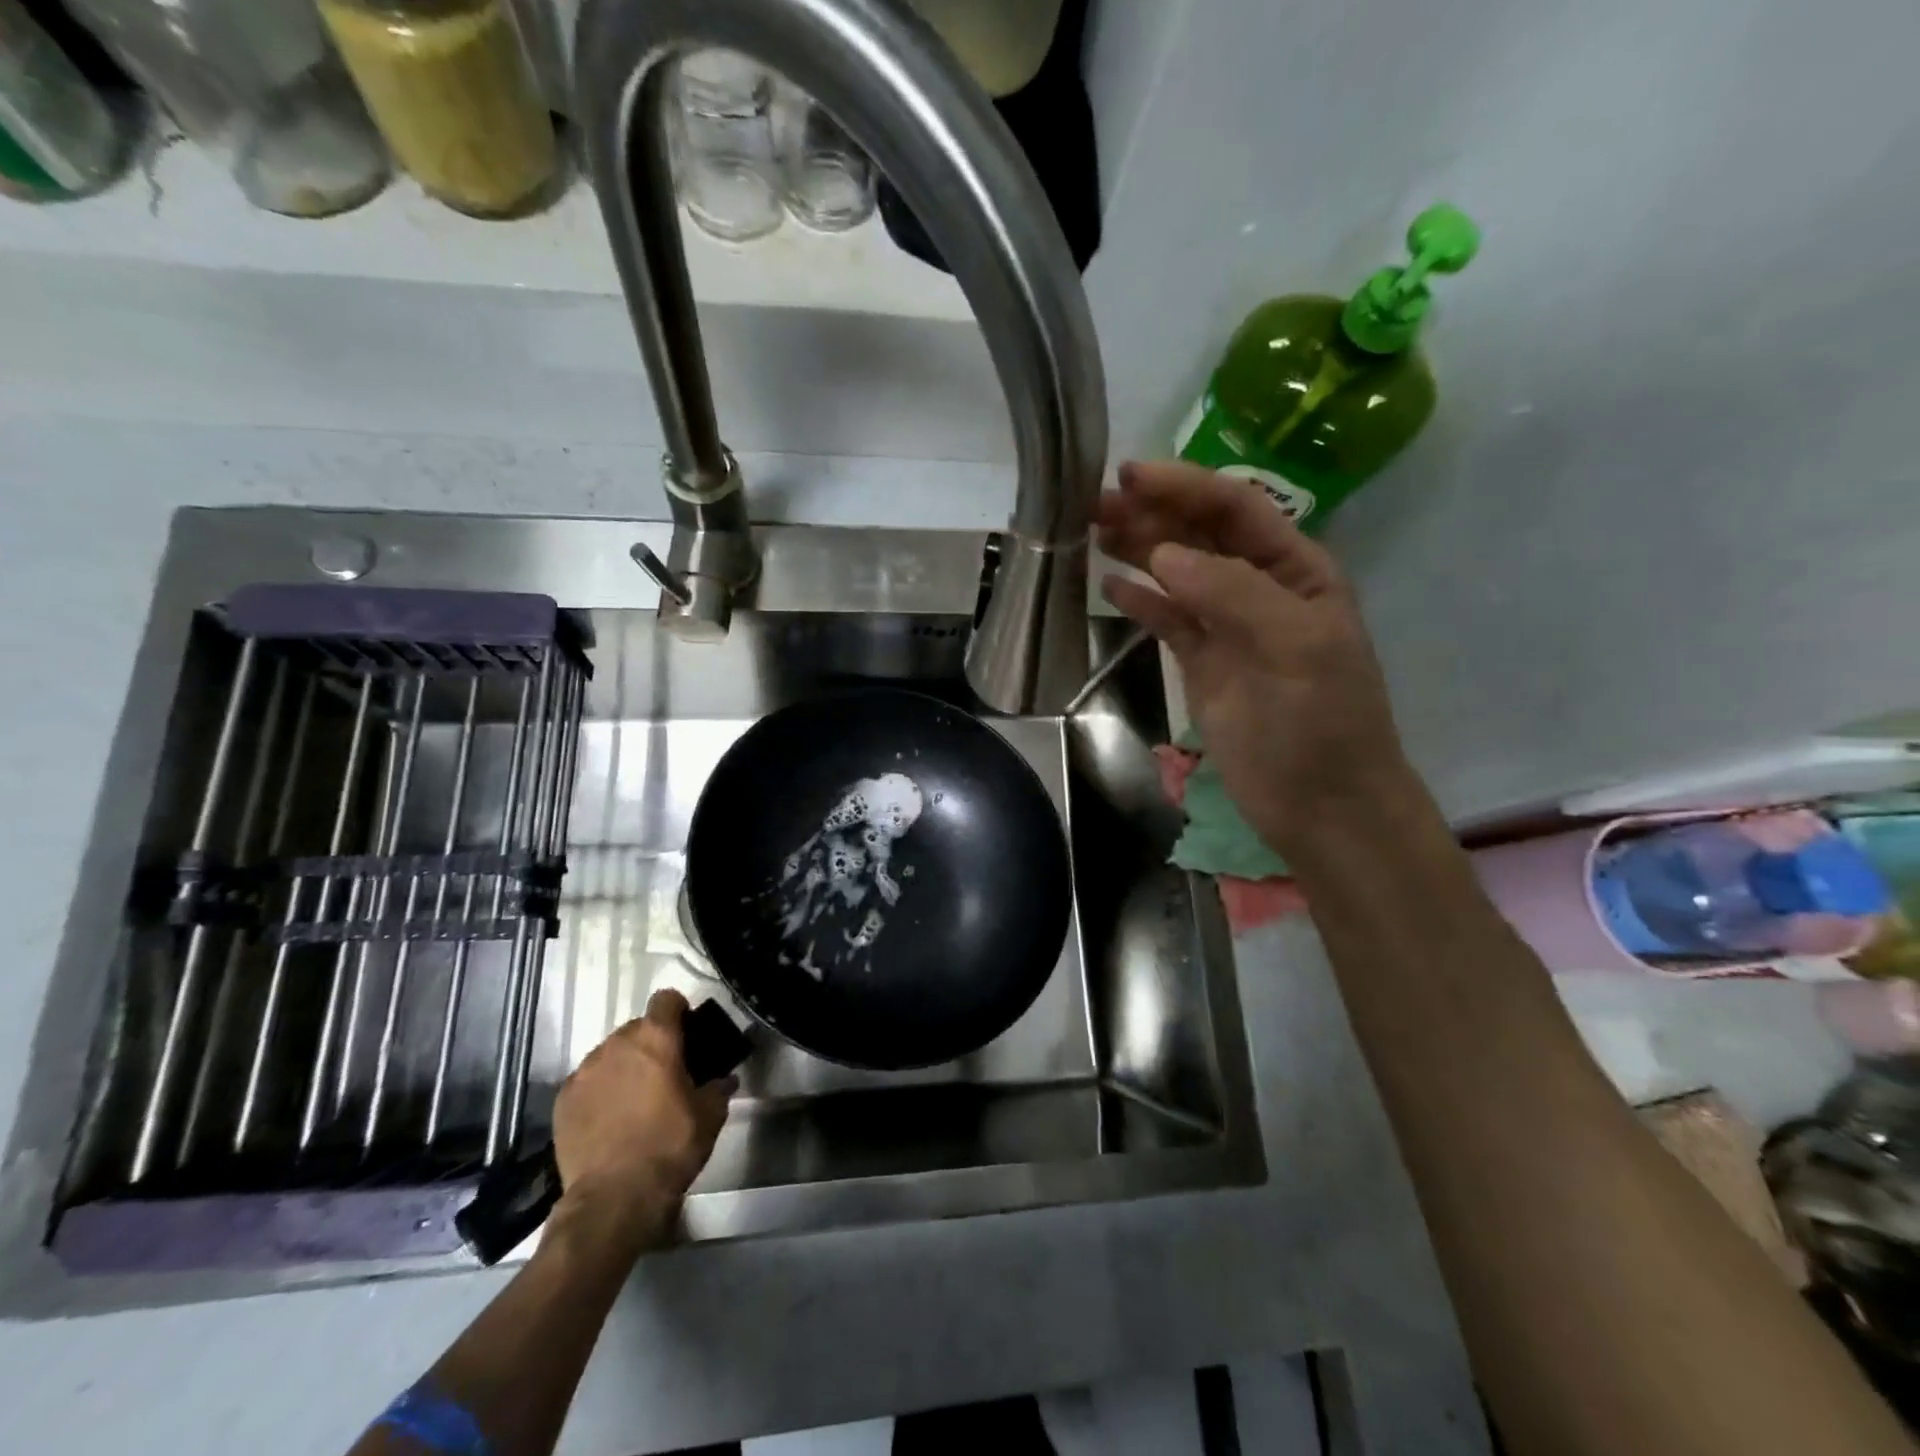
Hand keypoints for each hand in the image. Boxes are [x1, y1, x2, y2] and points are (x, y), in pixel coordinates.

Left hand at [550, 990, 734, 1249]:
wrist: (613, 1197)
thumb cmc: (669, 1146)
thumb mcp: (710, 1116)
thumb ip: (718, 1088)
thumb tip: (725, 1079)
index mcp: (656, 1039)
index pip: (666, 999)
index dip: (678, 1011)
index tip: (686, 1033)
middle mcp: (616, 1044)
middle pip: (636, 1027)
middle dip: (650, 1044)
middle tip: (664, 1073)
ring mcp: (585, 1071)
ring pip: (609, 1054)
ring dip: (623, 1066)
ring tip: (633, 1098)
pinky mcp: (562, 1099)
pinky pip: (587, 1081)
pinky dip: (599, 1091)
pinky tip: (608, 1119)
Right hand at [1097, 461, 1410, 855]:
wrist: (1322, 804)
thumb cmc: (1322, 722)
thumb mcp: (1295, 646)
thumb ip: (1232, 593)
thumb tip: (1163, 555)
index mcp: (1295, 570)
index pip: (1235, 510)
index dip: (1184, 487)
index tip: (1130, 476)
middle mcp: (1259, 588)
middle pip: (1199, 536)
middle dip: (1151, 514)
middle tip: (1092, 502)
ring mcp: (1227, 627)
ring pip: (1177, 574)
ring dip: (1138, 550)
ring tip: (1091, 531)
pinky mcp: (1203, 664)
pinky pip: (1167, 621)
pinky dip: (1140, 601)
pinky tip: (1109, 586)